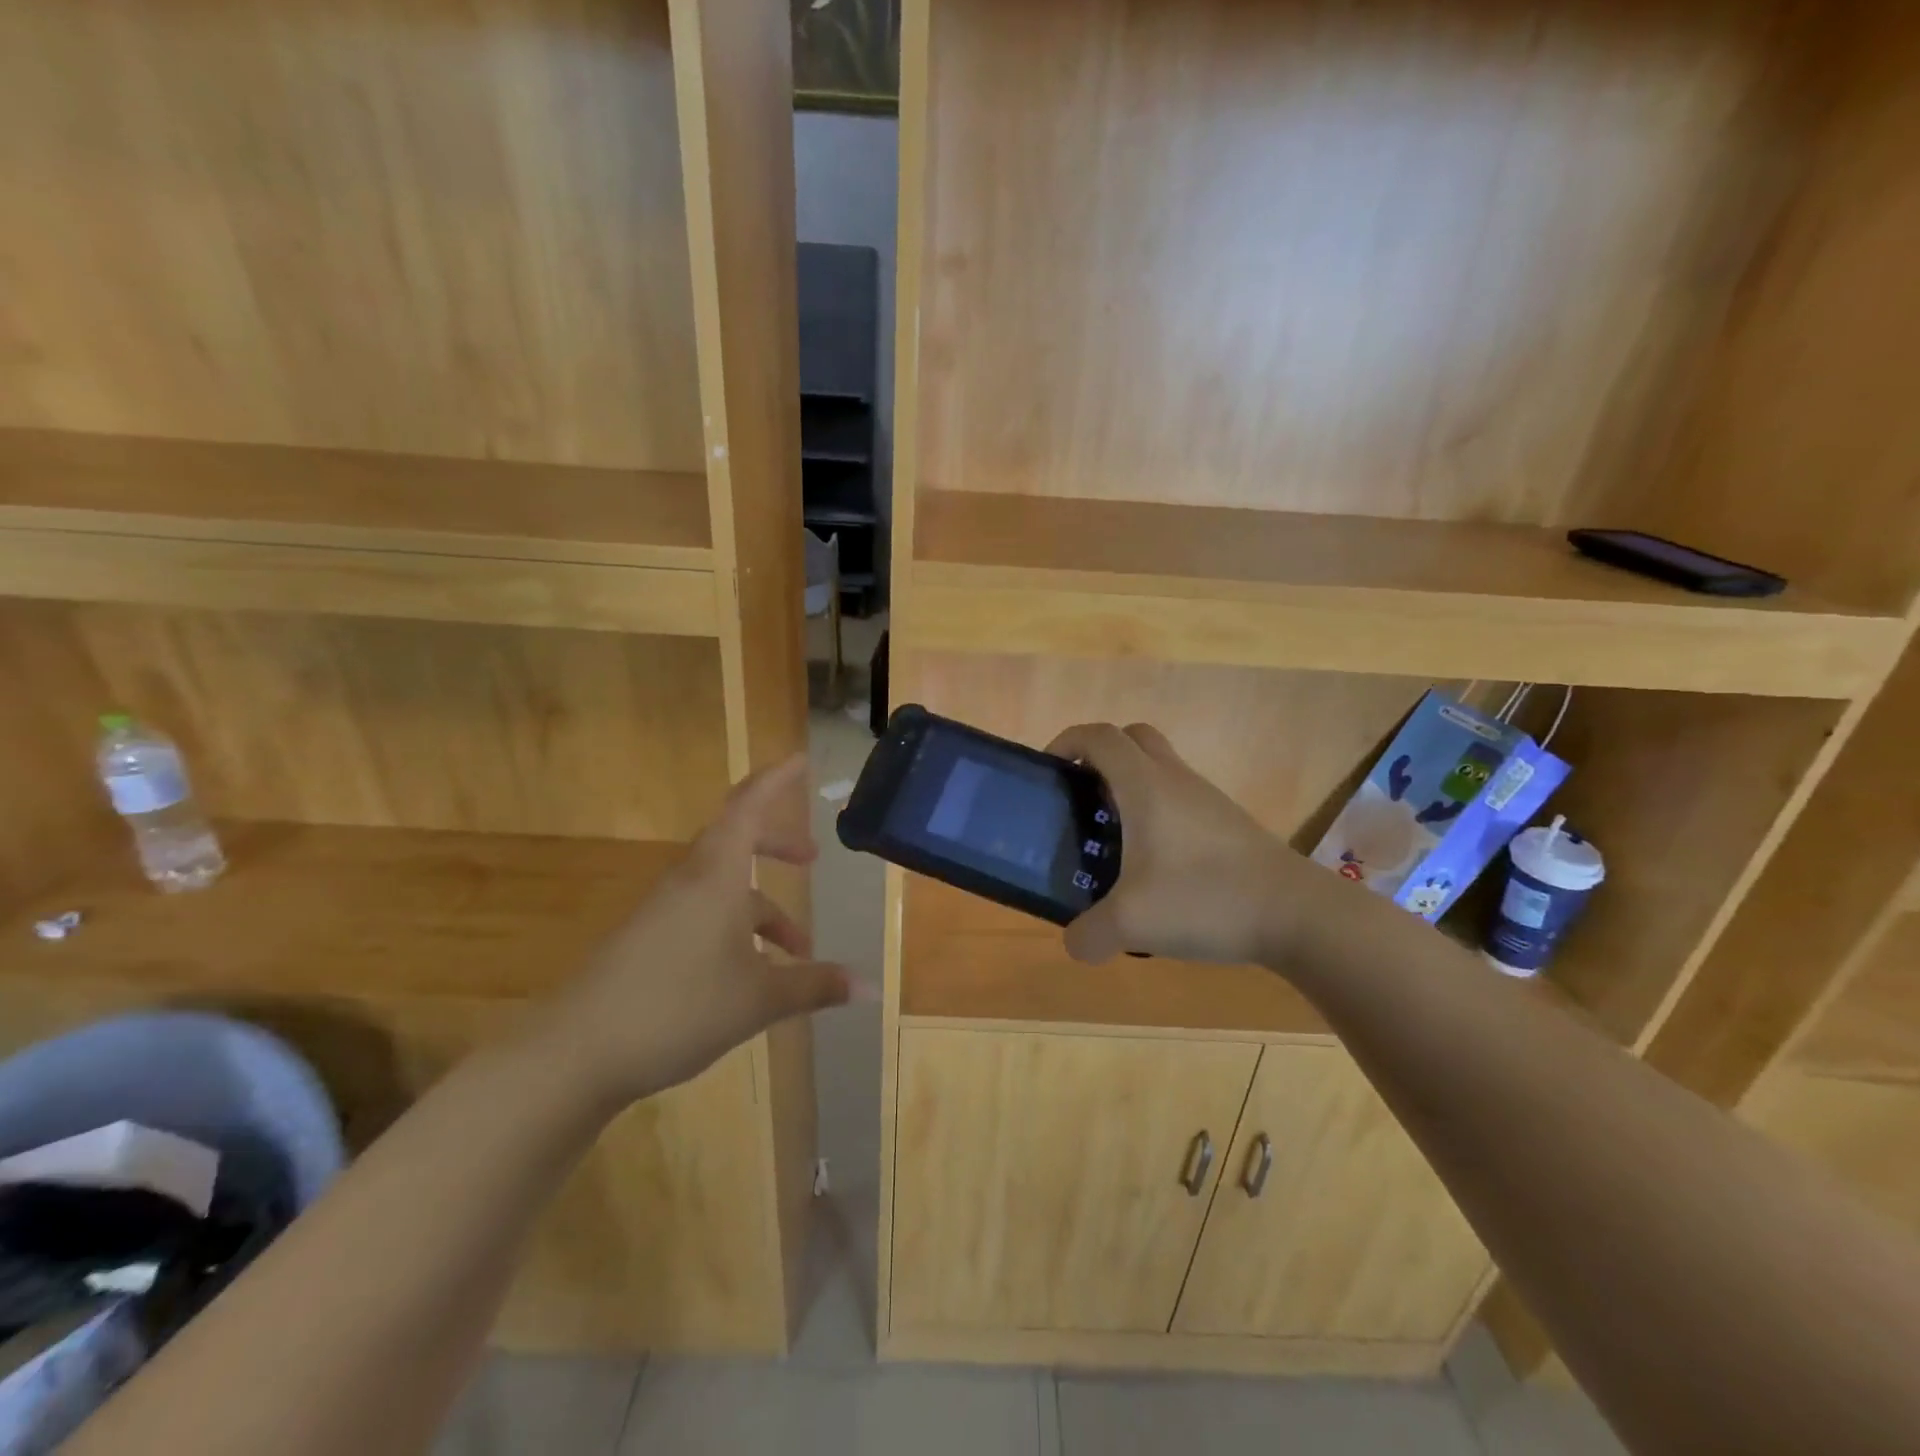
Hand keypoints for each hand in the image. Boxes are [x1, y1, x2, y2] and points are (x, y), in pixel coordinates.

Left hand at [543, 755, 850, 1108]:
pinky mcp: (648, 941)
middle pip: (737, 842)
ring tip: (797, 953)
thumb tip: (871, 988)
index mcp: (716, 876)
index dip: (776, 781)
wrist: (576, 1052)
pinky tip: (751, 976)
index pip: (749, 807)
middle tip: (812, 858)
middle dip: (778, 847)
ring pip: (724, 890)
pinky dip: (736, 931)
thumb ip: (815, 986)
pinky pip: (703, 916)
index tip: (800, 761)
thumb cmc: (679, 1007)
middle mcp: (689, 882)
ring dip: (763, 910)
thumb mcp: (759, 998)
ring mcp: (664, 911)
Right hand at [1047, 722, 1323, 965]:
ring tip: (1112, 837)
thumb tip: (1075, 943)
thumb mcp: (1132, 924)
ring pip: (1160, 767)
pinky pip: (1180, 797)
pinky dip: (1157, 811)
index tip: (1049, 770)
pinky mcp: (1227, 823)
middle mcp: (1175, 779)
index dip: (1067, 741)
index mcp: (1145, 786)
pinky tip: (1153, 864)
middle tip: (1081, 796)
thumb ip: (1089, 935)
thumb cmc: (1205, 899)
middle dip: (1099, 756)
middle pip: (1132, 738)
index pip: (1099, 737)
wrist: (1297, 914)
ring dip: (1130, 785)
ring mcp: (1206, 799)